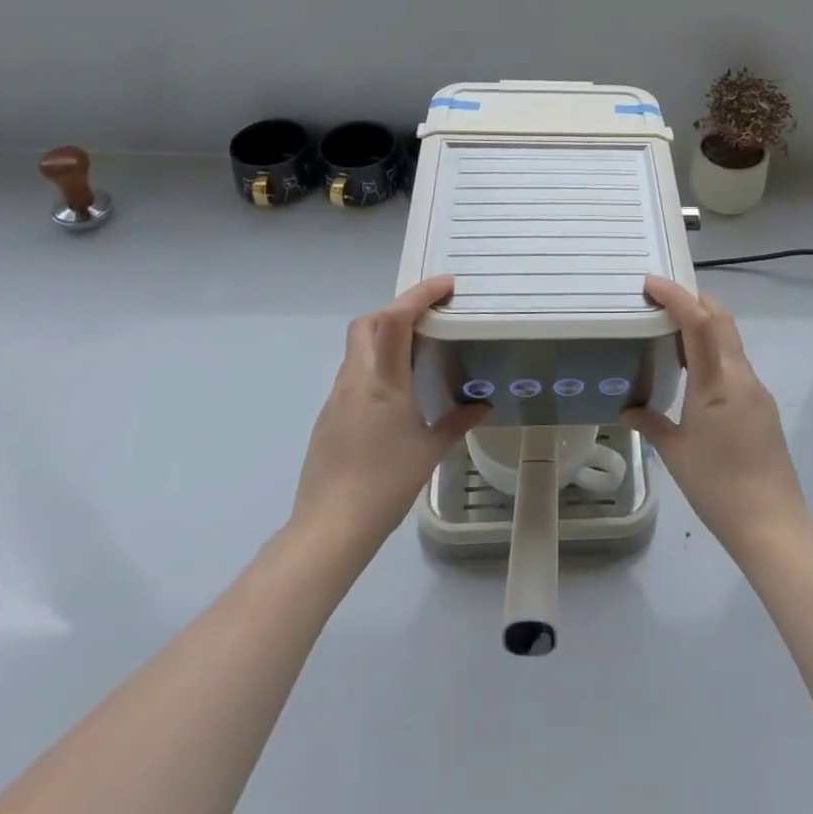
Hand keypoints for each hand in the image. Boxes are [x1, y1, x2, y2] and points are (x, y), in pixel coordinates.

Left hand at [290, 276, 486, 560]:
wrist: (330, 528)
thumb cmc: (385, 485)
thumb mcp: (430, 452)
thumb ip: (458, 422)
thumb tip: (483, 405)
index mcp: (382, 382)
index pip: (395, 319)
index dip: (419, 294)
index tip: (447, 285)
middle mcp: (356, 380)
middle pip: (368, 323)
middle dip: (398, 309)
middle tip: (431, 317)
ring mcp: (337, 397)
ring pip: (358, 347)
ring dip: (386, 336)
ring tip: (419, 351)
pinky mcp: (329, 416)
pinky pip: (355, 373)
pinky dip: (376, 364)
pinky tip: (396, 392)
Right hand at [627, 276, 809, 560]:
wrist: (772, 522)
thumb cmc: (718, 487)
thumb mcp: (676, 454)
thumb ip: (650, 423)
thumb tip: (628, 408)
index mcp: (717, 384)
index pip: (699, 323)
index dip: (676, 296)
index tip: (651, 282)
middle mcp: (741, 377)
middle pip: (721, 320)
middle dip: (694, 299)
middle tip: (661, 295)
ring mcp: (756, 390)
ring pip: (730, 340)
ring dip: (704, 324)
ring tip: (670, 328)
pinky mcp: (762, 405)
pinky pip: (735, 363)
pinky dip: (714, 350)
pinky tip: (694, 369)